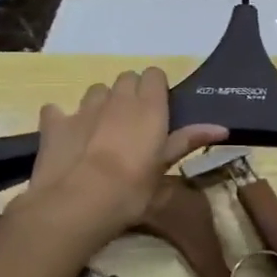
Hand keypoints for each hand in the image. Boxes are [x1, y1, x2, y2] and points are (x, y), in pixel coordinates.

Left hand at [17, 68, 225, 239]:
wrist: (78, 202)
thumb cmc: (132, 187)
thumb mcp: (164, 167)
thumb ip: (188, 141)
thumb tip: (222, 128)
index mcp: (149, 105)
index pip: (154, 74)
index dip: (156, 87)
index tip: (160, 108)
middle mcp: (117, 98)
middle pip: (126, 78)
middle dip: (130, 92)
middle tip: (135, 121)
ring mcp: (83, 108)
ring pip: (96, 91)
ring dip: (101, 103)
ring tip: (103, 129)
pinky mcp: (54, 123)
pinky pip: (58, 111)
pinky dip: (63, 119)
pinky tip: (67, 136)